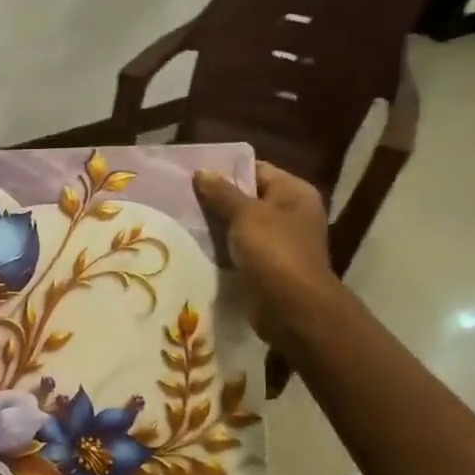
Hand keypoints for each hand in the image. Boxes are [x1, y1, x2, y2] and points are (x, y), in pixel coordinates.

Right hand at [193, 163, 336, 343]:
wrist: (290, 305)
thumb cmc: (274, 250)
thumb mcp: (246, 214)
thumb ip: (222, 192)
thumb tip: (203, 172)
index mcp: (294, 192)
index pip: (257, 170)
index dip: (226, 170)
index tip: (193, 173)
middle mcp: (290, 213)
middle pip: (247, 197)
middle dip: (216, 198)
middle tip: (181, 195)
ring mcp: (278, 241)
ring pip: (239, 224)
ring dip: (215, 224)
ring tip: (181, 217)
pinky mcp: (265, 264)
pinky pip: (237, 248)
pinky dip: (219, 246)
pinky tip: (193, 243)